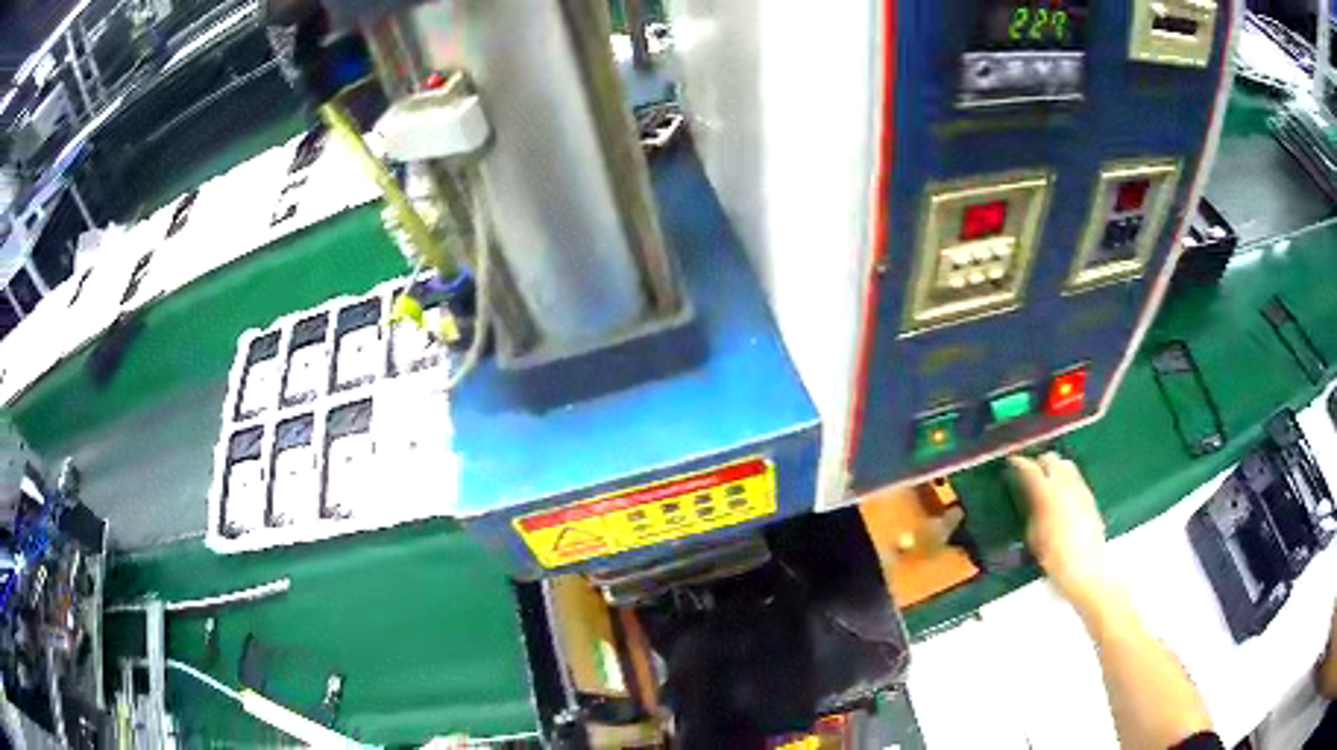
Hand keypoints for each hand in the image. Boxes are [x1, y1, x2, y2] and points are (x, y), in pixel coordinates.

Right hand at [1009, 452, 1112, 606]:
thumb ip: (1033, 512)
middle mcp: (1067, 486)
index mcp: (1049, 494)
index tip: (1013, 462)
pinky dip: (1066, 480)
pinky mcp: (1091, 500)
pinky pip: (1077, 480)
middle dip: (1040, 462)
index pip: (1032, 469)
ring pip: (1067, 466)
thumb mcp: (1035, 538)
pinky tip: (1062, 495)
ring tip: (1046, 481)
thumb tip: (1032, 499)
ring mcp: (1082, 491)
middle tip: (1030, 472)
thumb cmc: (1056, 561)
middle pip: (1053, 460)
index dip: (1020, 463)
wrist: (1087, 571)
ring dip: (1055, 469)